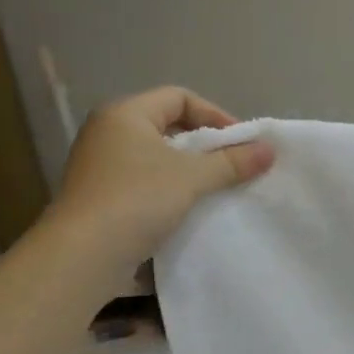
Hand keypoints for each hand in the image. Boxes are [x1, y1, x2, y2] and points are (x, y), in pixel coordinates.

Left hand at [49, 87, 272, 272]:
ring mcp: (101, 166)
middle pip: (168, 126)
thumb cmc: (138, 199)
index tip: (241, 142)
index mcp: (125, 114)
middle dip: (205, 144)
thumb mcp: (193, 177)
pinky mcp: (101, 197)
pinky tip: (191, 210)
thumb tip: (269, 150)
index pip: (179, 97)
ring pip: (157, 157)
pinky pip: (146, 183)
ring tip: (218, 189)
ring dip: (190, 171)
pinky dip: (171, 190)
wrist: (84, 255)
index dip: (215, 114)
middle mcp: (108, 133)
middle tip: (234, 164)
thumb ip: (233, 161)